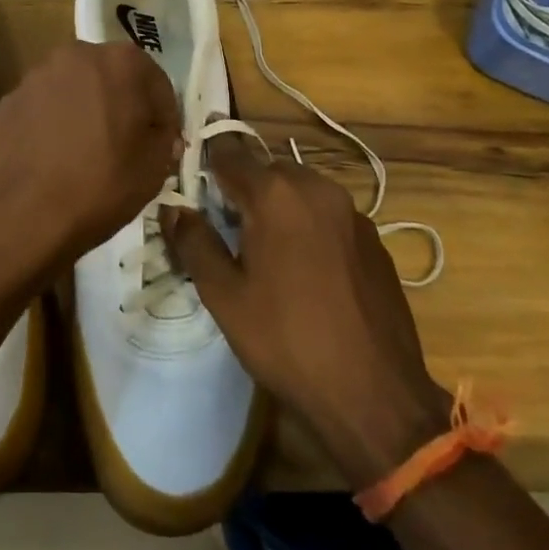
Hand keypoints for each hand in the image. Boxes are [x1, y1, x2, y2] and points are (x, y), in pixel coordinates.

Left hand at [0, 40, 179, 288]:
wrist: (19, 213)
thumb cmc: (99, 185)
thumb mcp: (154, 168)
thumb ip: (164, 139)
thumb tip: (157, 133)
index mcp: (120, 62)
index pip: (156, 84)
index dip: (164, 117)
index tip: (163, 146)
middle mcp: (77, 55)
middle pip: (112, 78)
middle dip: (123, 106)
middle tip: (127, 146)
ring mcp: (37, 75)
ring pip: (75, 90)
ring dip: (87, 112)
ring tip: (88, 153)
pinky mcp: (9, 100)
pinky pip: (44, 108)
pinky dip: (54, 124)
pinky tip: (54, 158)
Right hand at [163, 135, 448, 487]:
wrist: (376, 396)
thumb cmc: (287, 341)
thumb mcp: (224, 296)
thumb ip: (193, 242)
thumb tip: (172, 209)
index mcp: (275, 194)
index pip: (229, 153)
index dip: (206, 165)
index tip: (192, 186)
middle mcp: (316, 189)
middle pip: (267, 169)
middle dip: (243, 189)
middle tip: (226, 228)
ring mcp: (352, 213)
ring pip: (301, 190)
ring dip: (278, 206)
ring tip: (265, 250)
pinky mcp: (375, 240)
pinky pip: (329, 215)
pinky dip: (309, 225)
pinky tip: (306, 270)